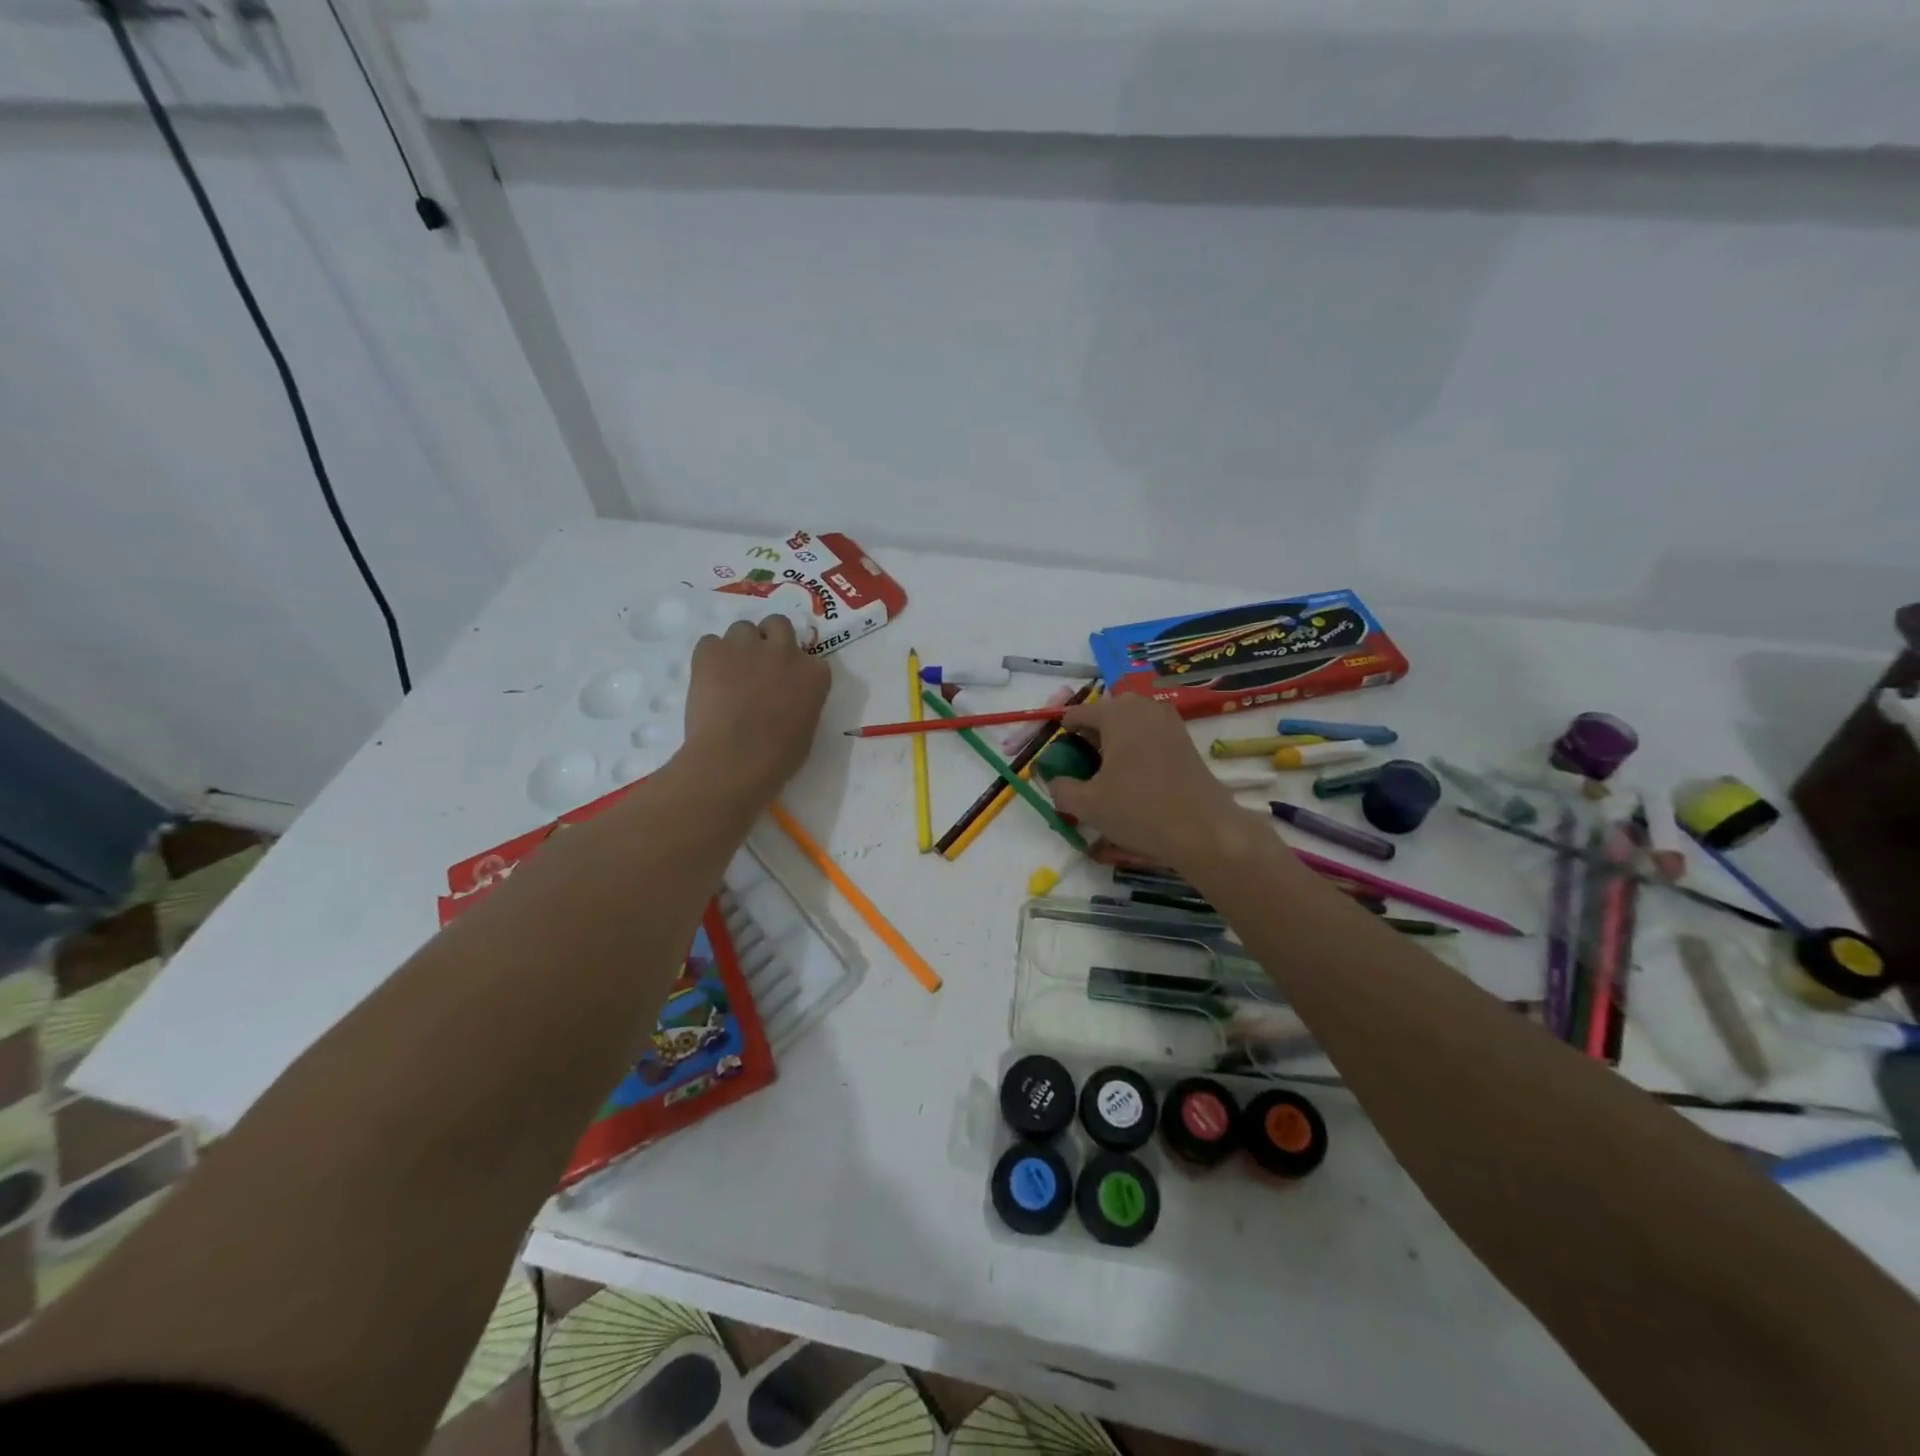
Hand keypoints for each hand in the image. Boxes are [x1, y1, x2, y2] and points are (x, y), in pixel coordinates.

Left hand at [680, 615, 830, 801]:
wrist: (734, 760)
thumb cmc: (778, 757)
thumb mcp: (806, 728)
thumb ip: (802, 702)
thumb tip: (787, 700)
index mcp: (814, 673)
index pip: (809, 658)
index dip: (794, 668)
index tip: (785, 684)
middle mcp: (785, 650)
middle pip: (777, 624)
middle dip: (768, 639)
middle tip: (757, 666)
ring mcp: (747, 646)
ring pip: (742, 629)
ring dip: (739, 646)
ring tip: (728, 674)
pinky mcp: (712, 650)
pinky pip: (710, 642)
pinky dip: (709, 657)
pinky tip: (707, 681)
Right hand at [1045, 695, 1247, 870]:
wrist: (1203, 829)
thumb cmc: (1139, 811)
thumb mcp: (1088, 805)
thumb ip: (1061, 788)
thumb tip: (1053, 779)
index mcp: (1116, 714)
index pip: (1078, 713)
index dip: (1063, 734)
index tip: (1059, 758)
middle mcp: (1143, 708)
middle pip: (1106, 712)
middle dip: (1092, 733)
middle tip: (1084, 764)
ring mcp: (1169, 721)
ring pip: (1131, 721)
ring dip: (1116, 739)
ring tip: (1109, 772)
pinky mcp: (1185, 739)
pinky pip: (1150, 733)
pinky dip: (1137, 746)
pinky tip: (1135, 776)